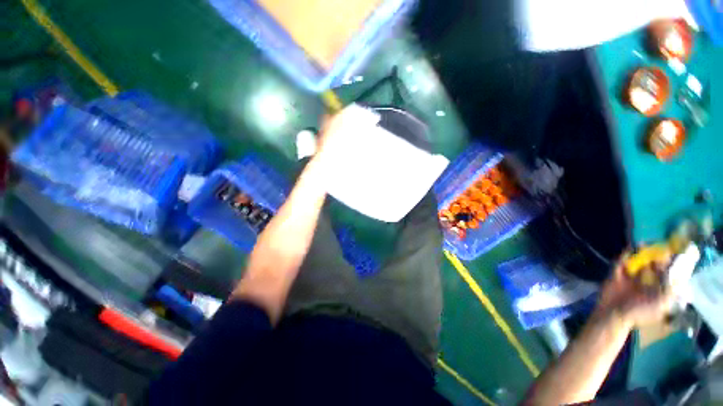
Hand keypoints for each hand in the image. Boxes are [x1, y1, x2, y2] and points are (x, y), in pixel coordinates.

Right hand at [595, 252, 675, 328]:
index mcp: (657, 291)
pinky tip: (628, 250)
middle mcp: (645, 284)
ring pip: (636, 264)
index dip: (669, 264)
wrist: (613, 314)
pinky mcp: (616, 277)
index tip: (671, 253)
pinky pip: (620, 264)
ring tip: (642, 244)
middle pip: (651, 268)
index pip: (665, 275)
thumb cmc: (640, 311)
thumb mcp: (661, 303)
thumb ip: (672, 289)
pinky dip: (624, 257)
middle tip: (656, 246)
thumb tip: (681, 275)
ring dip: (639, 254)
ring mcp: (629, 280)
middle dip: (654, 257)